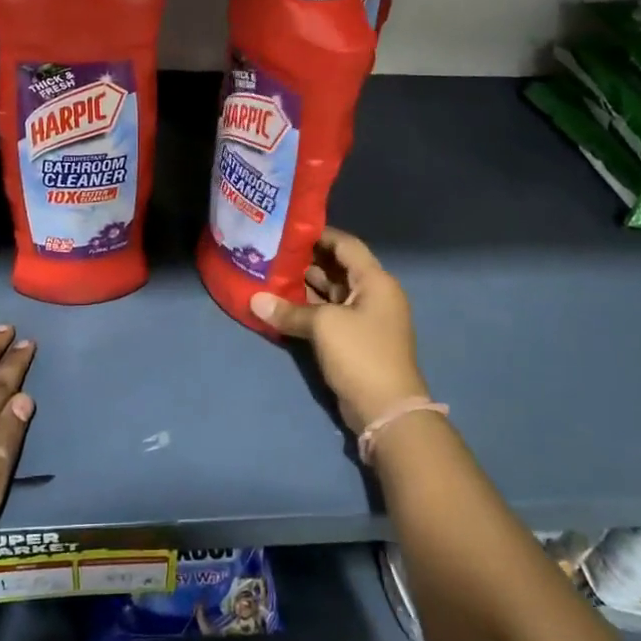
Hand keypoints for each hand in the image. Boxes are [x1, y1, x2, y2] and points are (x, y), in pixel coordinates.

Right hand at [249, 228, 427, 434]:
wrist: (387, 410)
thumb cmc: (360, 354)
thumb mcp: (323, 326)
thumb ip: (289, 310)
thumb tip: (254, 301)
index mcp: (375, 280)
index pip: (346, 245)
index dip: (319, 235)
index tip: (288, 230)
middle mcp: (373, 294)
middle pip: (338, 267)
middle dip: (307, 260)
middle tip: (273, 252)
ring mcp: (365, 318)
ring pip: (332, 292)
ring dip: (306, 285)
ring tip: (272, 274)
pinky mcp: (355, 340)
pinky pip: (330, 314)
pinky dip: (310, 308)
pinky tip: (283, 304)